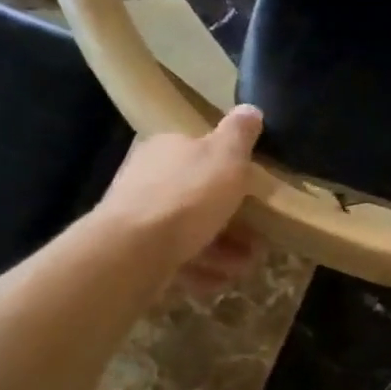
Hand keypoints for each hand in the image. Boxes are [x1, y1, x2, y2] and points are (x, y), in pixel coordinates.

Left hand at [97, 106, 263, 289]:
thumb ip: (240, 133)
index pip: (198, 151)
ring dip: (221, 248)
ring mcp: (138, 217)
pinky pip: (176, 258)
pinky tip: (218, 280)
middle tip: (256, 235)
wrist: (134, 249)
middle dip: (229, 217)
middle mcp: (147, 177)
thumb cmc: (187, 195)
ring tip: (244, 264)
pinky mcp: (134, 252)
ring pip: (188, 230)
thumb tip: (250, 108)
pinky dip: (200, 269)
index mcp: (167, 147)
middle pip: (196, 194)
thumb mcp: (226, 156)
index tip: (252, 191)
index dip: (228, 171)